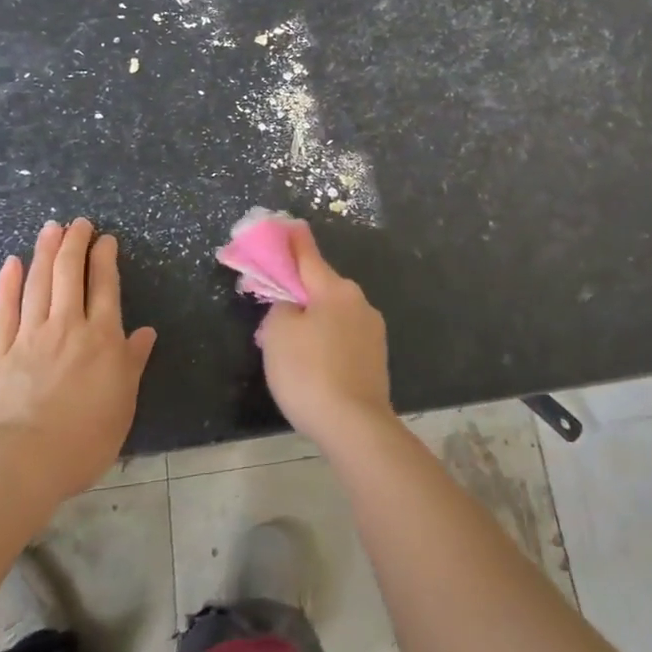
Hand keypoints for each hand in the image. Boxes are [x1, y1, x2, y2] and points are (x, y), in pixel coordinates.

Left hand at [0, 219, 157, 498]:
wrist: (23, 461)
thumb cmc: (84, 437)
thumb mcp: (123, 403)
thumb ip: (132, 363)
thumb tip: (145, 332)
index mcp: (102, 338)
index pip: (105, 286)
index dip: (105, 258)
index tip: (105, 238)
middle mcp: (67, 326)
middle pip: (70, 274)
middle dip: (75, 243)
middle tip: (78, 223)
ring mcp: (30, 336)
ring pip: (39, 284)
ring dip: (45, 252)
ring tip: (51, 228)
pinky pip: (5, 310)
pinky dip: (9, 284)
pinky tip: (12, 263)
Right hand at [255, 221, 392, 447]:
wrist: (355, 426)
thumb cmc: (309, 373)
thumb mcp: (277, 334)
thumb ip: (280, 307)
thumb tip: (292, 305)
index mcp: (334, 288)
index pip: (307, 254)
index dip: (292, 240)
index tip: (287, 225)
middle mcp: (358, 300)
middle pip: (321, 285)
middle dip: (299, 290)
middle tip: (274, 305)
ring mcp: (372, 329)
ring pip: (334, 312)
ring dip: (314, 318)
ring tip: (293, 345)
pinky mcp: (376, 356)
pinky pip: (344, 336)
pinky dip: (328, 340)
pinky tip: (316, 364)